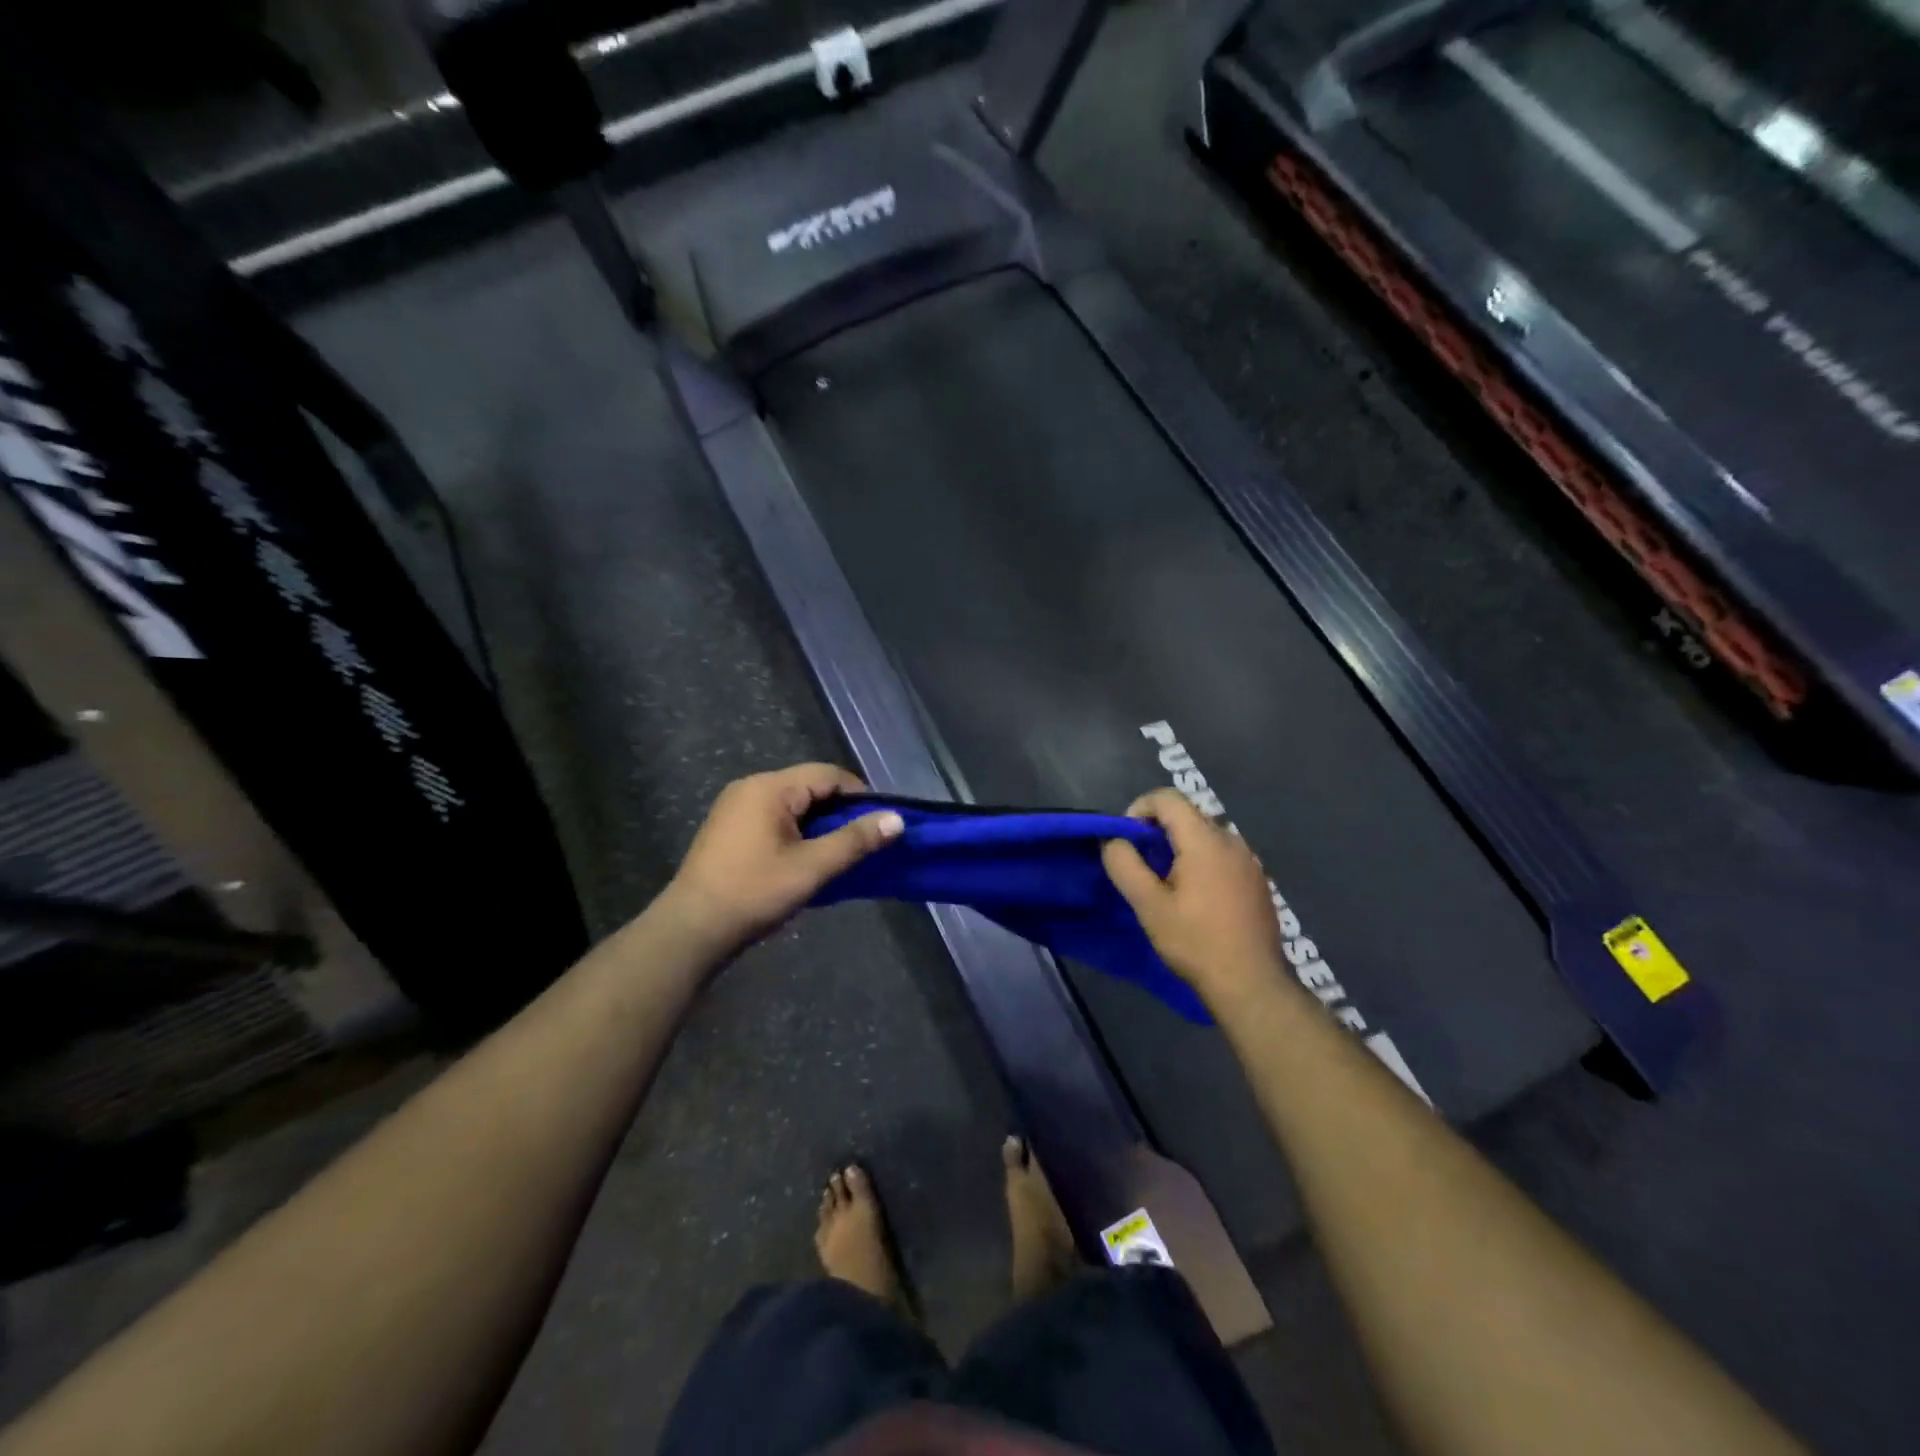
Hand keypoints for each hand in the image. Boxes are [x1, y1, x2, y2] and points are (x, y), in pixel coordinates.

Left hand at [665, 764, 903, 952]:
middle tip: (863, 843)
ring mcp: (735, 807)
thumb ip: (855, 840)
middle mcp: (750, 787)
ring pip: (793, 805)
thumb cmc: (754, 892)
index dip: (859, 795)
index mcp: (769, 787)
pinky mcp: (728, 829)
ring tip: (838, 855)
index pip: (828, 774)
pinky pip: (774, 818)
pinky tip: (806, 860)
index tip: (880, 825)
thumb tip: (896, 819)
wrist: (691, 930)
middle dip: (840, 812)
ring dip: (819, 825)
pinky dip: (797, 832)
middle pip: (809, 787)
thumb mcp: (812, 867)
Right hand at [1102, 788, 1284, 1012]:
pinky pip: (1222, 855)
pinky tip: (1196, 898)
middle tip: (1142, 864)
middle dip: (1158, 829)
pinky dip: (1202, 861)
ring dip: (1180, 846)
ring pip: (1206, 835)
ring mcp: (1249, 860)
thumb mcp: (1149, 906)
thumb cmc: (1195, 942)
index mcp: (1205, 840)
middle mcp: (1231, 840)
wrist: (1251, 984)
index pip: (1168, 798)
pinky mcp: (1257, 880)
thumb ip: (1125, 866)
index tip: (1127, 839)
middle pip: (1188, 814)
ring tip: (1166, 882)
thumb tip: (1113, 841)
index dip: (1140, 808)